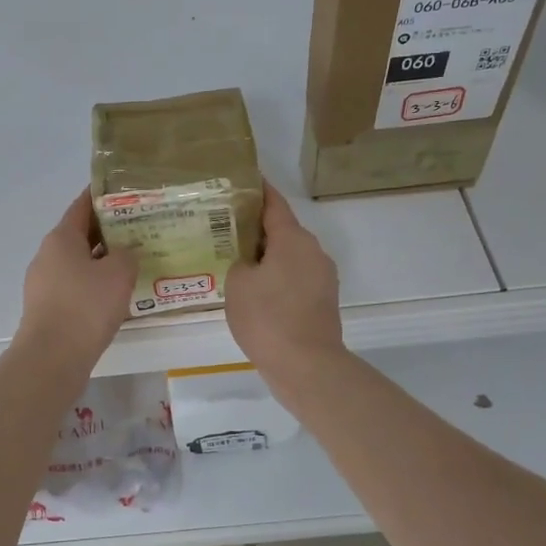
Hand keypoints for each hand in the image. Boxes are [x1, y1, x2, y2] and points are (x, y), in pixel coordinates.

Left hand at [19, 191, 137, 364]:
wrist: (52, 357)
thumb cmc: (86, 306)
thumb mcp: (118, 274)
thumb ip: (127, 255)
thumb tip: (123, 253)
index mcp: (61, 238)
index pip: (82, 206)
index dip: (102, 196)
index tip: (124, 191)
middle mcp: (48, 255)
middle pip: (80, 235)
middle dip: (108, 231)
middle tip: (139, 229)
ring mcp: (43, 283)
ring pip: (78, 263)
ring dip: (102, 261)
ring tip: (132, 263)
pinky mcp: (47, 309)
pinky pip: (74, 287)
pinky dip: (94, 286)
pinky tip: (115, 296)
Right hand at [224, 182, 344, 387]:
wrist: (306, 366)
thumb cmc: (268, 317)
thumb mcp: (237, 283)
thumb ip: (239, 262)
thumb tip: (250, 262)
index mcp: (293, 239)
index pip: (273, 203)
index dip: (257, 190)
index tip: (241, 179)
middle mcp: (313, 251)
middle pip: (281, 230)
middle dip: (255, 227)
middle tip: (224, 227)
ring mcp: (322, 277)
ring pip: (288, 256)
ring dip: (265, 256)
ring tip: (234, 260)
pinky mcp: (322, 301)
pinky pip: (294, 278)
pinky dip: (275, 277)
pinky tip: (252, 291)